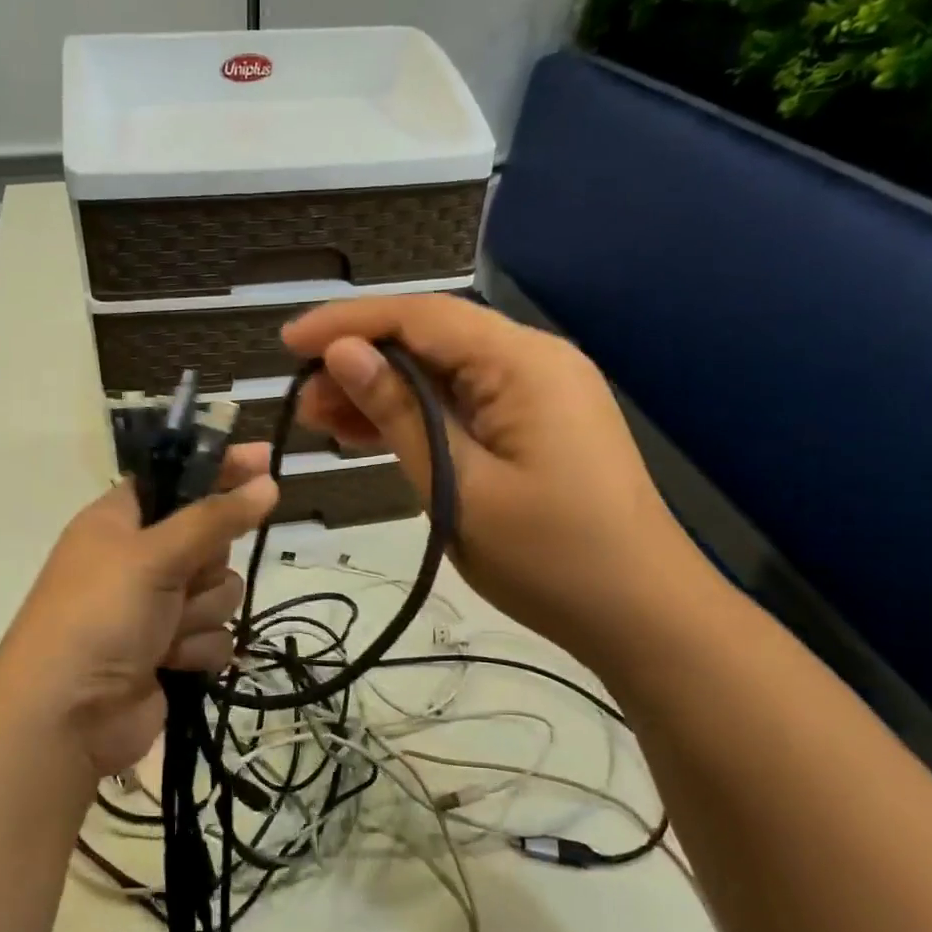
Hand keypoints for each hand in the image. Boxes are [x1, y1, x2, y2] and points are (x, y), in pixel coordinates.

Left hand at [0, 446, 277, 779]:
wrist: (67, 718)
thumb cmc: (99, 616)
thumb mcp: (154, 555)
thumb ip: (214, 518)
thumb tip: (267, 482)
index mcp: (120, 521)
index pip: (178, 479)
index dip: (218, 469)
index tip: (264, 460)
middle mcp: (140, 559)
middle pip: (210, 540)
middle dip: (206, 565)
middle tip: (182, 578)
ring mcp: (157, 607)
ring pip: (220, 590)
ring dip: (201, 613)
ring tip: (167, 632)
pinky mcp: (173, 650)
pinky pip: (216, 634)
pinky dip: (198, 649)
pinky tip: (171, 663)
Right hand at [283, 296, 696, 665]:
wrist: (642, 614)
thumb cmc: (549, 557)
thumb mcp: (458, 486)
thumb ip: (399, 413)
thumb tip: (342, 354)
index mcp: (521, 363)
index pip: (420, 317)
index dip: (348, 323)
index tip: (288, 343)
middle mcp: (534, 360)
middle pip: (432, 339)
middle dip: (361, 361)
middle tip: (303, 402)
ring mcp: (540, 392)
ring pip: (444, 373)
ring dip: (384, 392)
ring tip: (324, 421)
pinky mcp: (538, 424)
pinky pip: (466, 404)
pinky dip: (418, 416)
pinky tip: (372, 435)